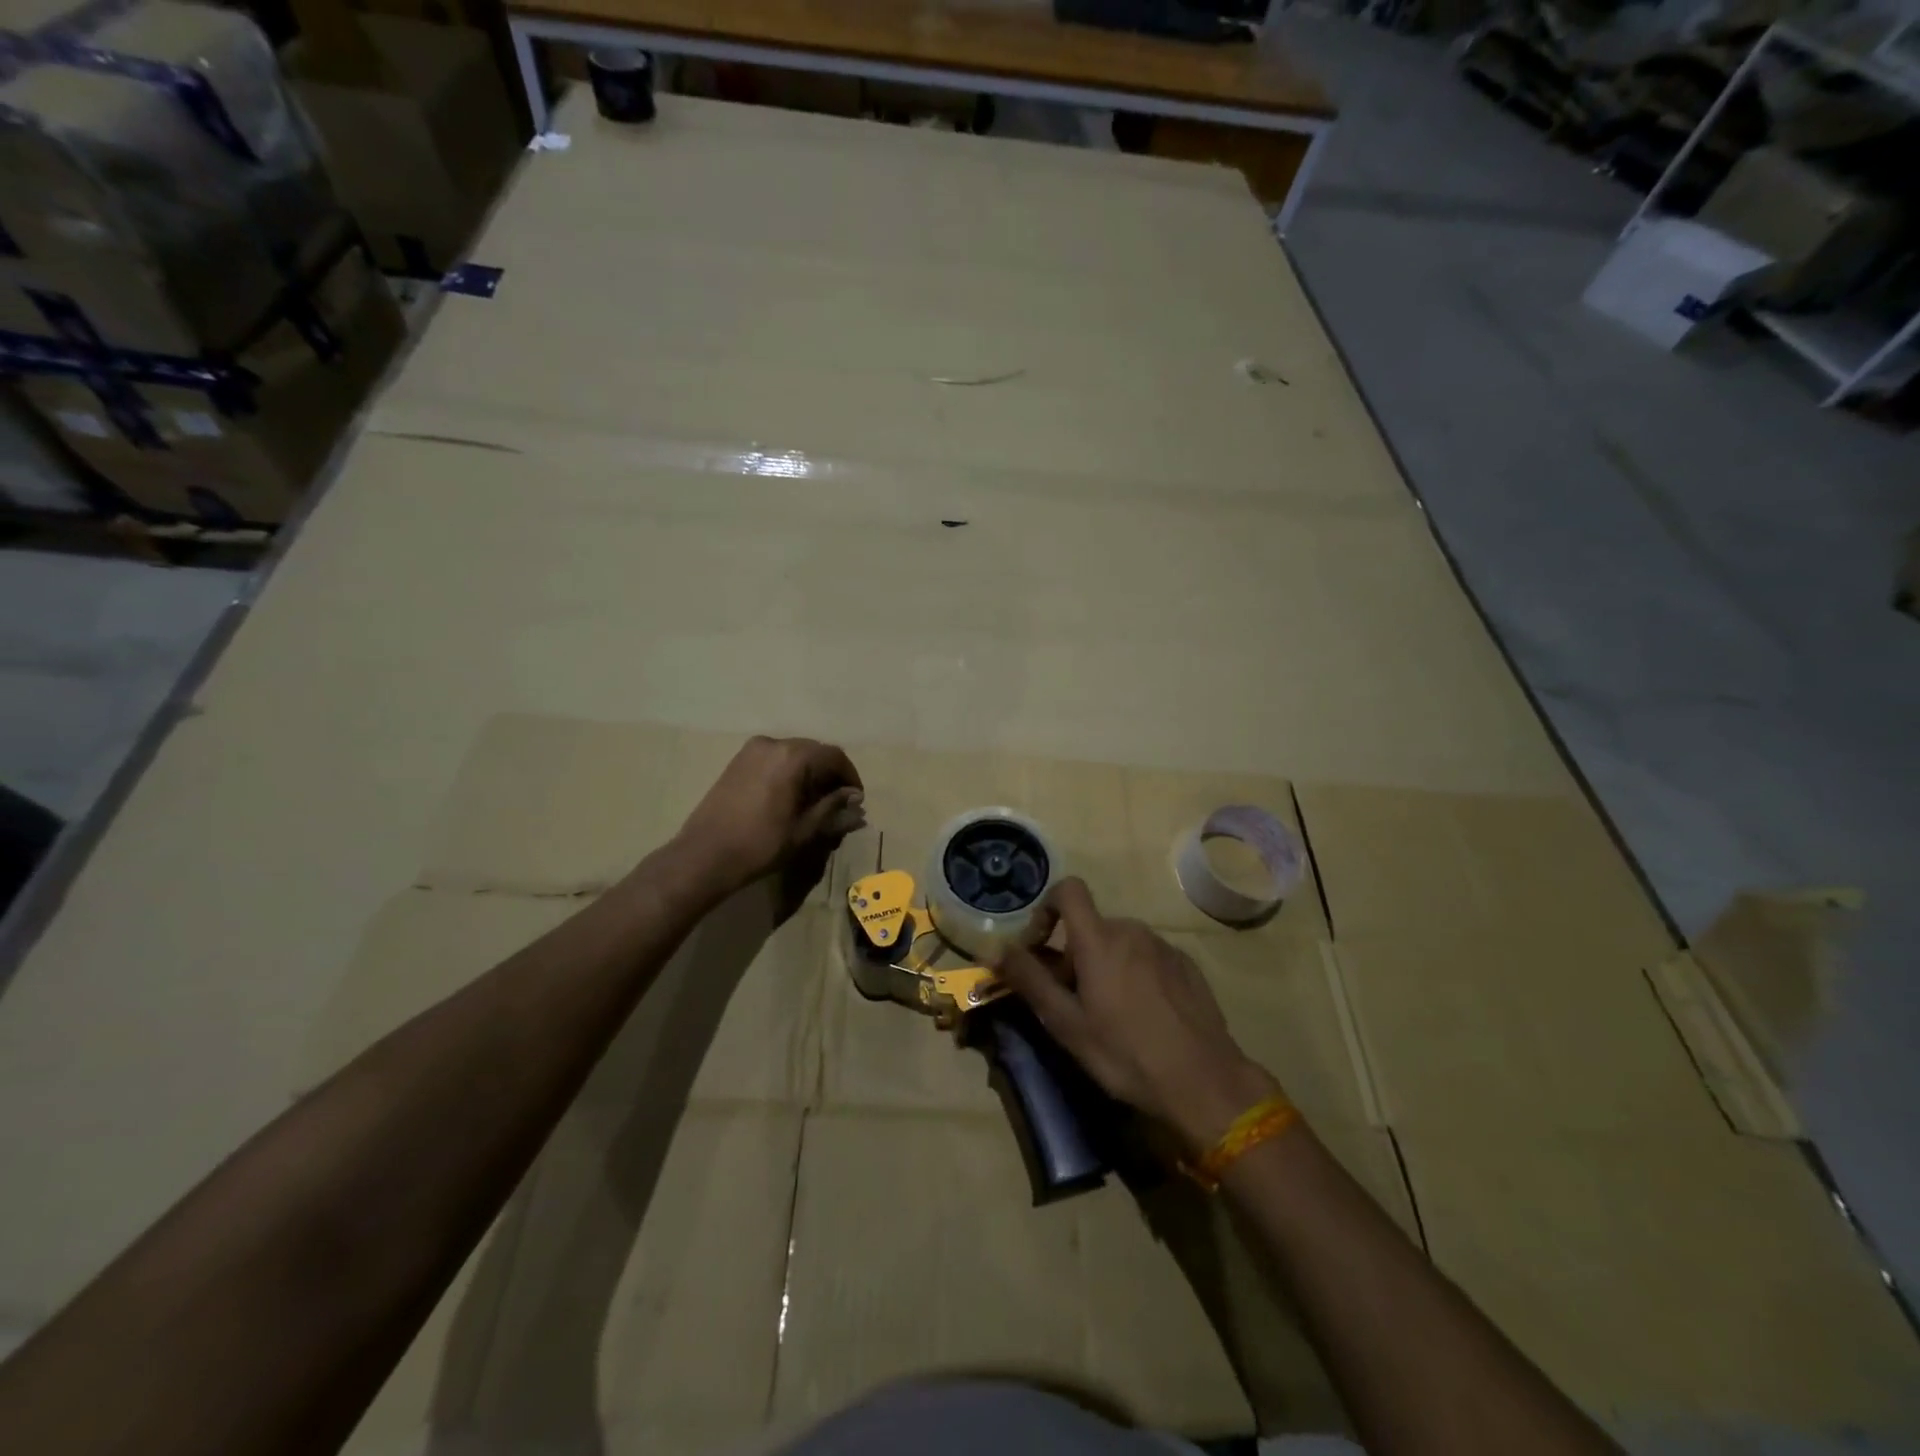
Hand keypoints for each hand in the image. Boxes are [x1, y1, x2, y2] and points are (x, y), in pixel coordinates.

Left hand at [675, 736, 865, 895]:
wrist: (704, 856)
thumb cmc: (760, 844)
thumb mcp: (805, 830)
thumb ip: (833, 809)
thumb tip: (856, 800)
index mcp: (793, 756)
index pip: (834, 757)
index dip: (850, 777)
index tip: (856, 800)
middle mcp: (773, 743)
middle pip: (814, 752)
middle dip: (830, 775)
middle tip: (838, 803)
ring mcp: (752, 750)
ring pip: (794, 755)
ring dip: (810, 774)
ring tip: (814, 803)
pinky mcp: (738, 761)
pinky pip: (774, 760)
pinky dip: (789, 773)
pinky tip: (790, 798)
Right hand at [997, 878, 1281, 1152]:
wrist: (1204, 1081)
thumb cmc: (1125, 1053)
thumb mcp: (1067, 1023)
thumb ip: (1028, 979)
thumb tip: (993, 946)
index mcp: (1099, 938)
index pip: (1068, 890)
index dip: (1046, 908)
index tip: (1040, 948)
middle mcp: (1131, 930)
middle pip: (1090, 926)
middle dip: (1073, 955)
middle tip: (1072, 1002)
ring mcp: (1163, 946)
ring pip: (1120, 943)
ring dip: (1104, 965)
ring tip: (1109, 1013)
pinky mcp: (1186, 965)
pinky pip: (1147, 957)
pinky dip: (1134, 974)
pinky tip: (1143, 1016)